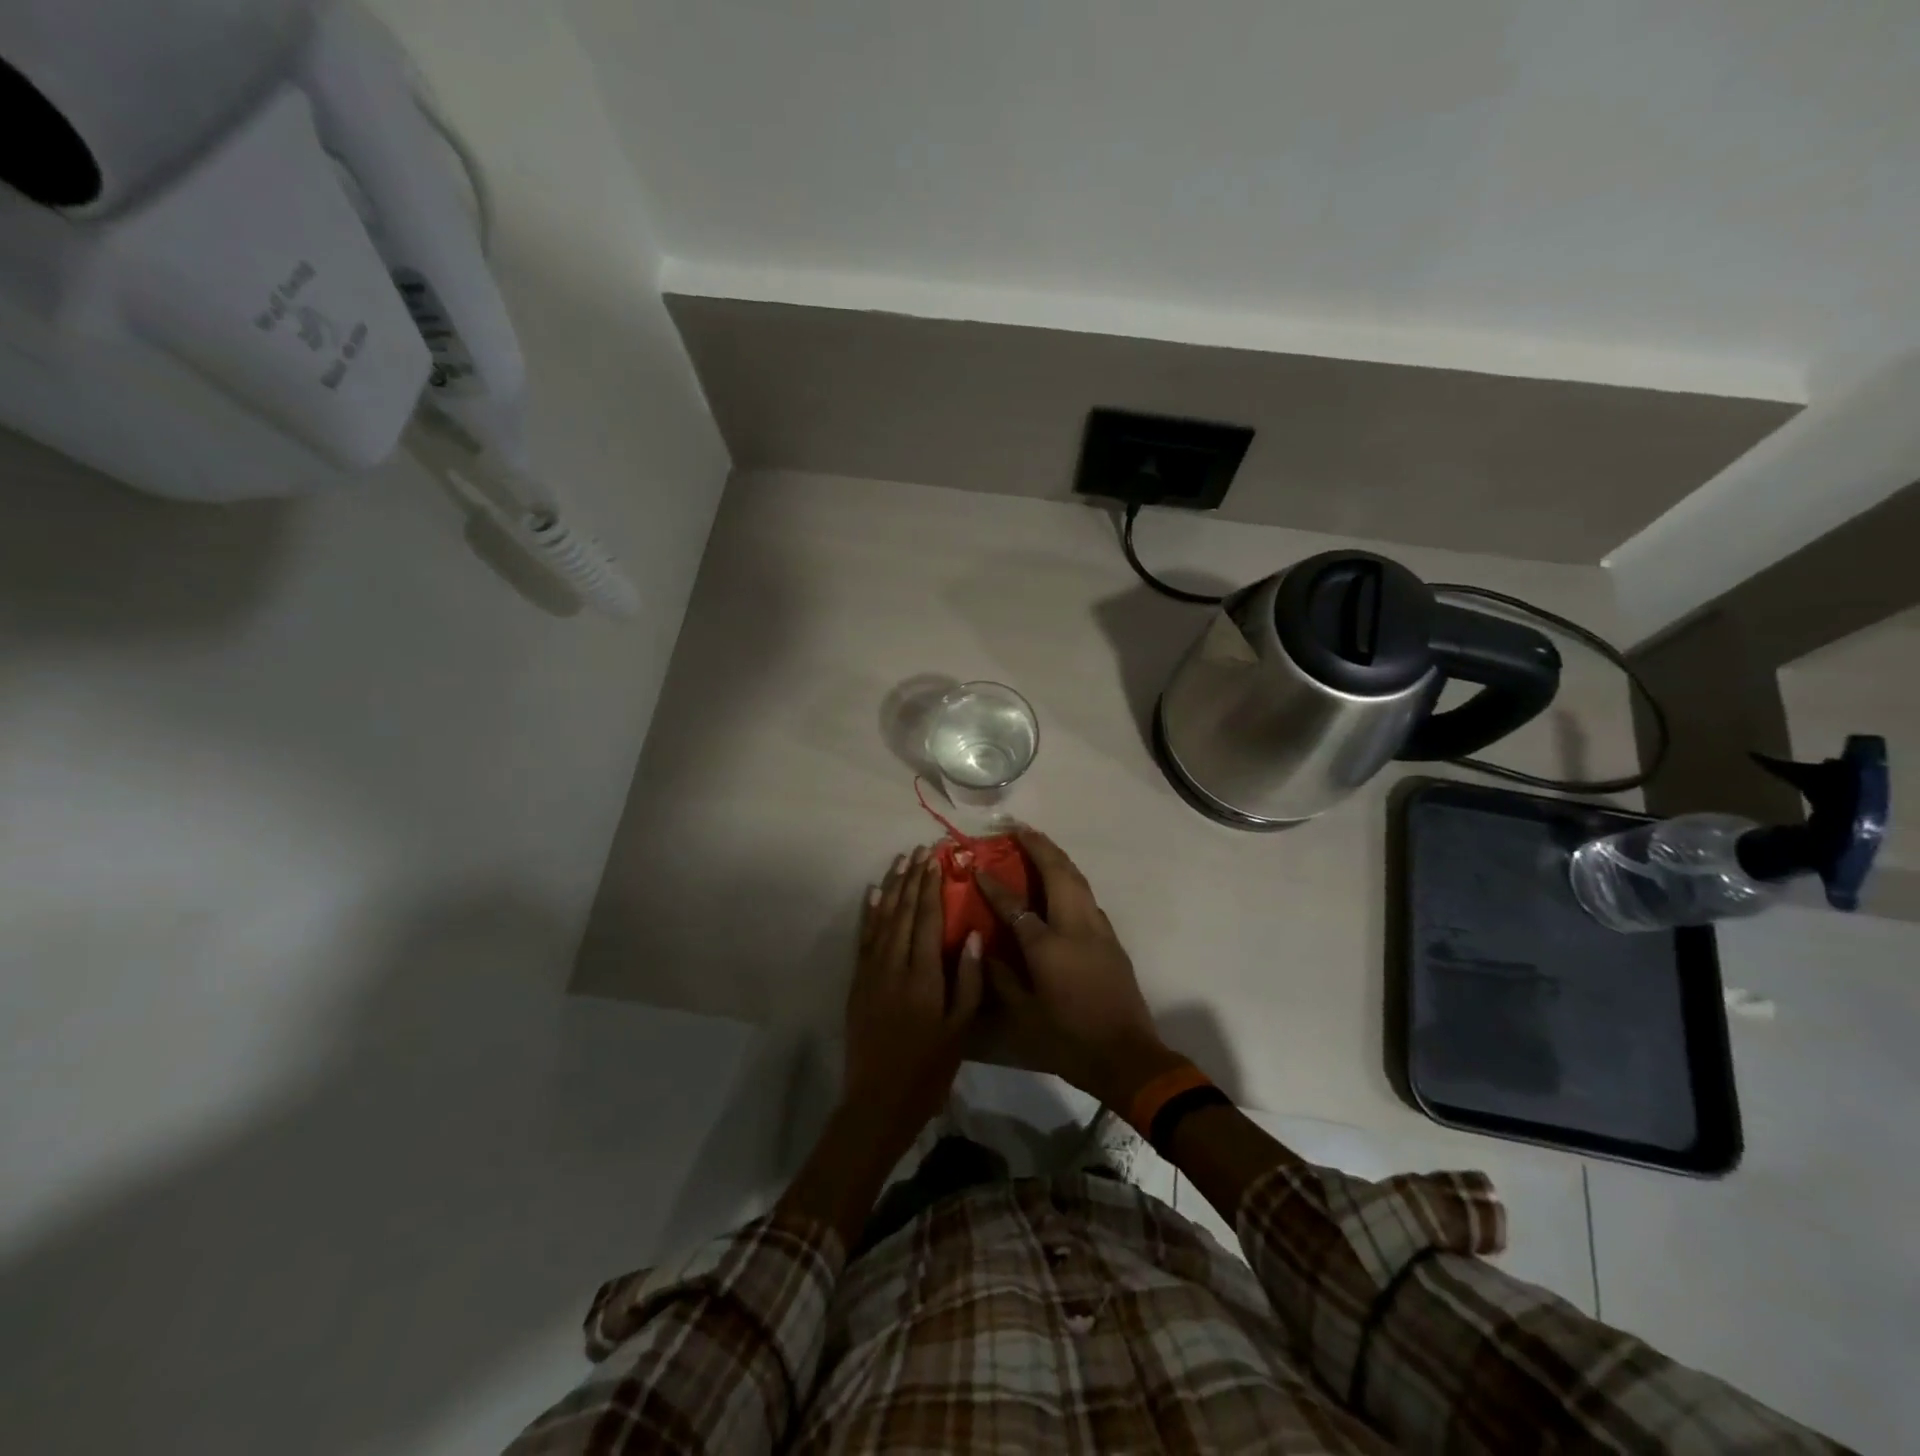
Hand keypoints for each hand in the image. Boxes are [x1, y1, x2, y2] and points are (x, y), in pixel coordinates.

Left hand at [842, 845, 984, 1156]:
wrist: (878, 1100)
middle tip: (922, 850)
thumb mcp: (960, 1029)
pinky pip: (864, 938)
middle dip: (914, 878)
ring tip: (901, 860)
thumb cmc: (928, 1067)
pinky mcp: (857, 982)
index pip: (929, 919)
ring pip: (883, 918)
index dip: (933, 886)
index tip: (937, 859)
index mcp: (924, 975)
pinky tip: (874, 893)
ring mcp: (871, 971)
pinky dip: (870, 913)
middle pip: (905, 911)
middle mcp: (894, 965)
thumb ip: (969, 981)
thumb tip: (973, 934)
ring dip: (893, 887)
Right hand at [974, 828, 1184, 1109]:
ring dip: (1058, 858)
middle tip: (1019, 828)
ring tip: (1039, 844)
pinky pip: (1087, 897)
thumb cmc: (1069, 1040)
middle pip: (1059, 873)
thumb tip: (984, 950)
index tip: (978, 866)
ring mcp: (1098, 930)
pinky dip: (1071, 879)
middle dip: (1039, 847)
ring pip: (1078, 880)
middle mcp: (1076, 927)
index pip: (1016, 906)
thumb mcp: (1024, 1017)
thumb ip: (1001, 979)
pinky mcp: (1111, 940)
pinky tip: (1061, 883)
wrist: (1127, 1057)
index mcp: (1049, 946)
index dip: (994, 885)